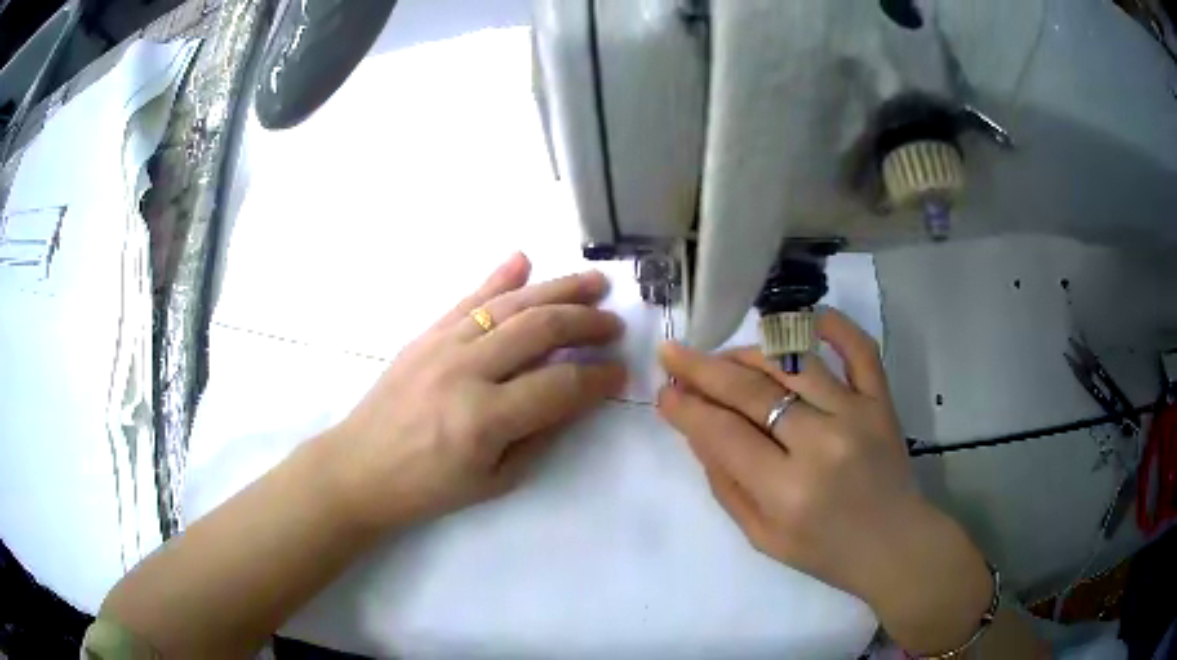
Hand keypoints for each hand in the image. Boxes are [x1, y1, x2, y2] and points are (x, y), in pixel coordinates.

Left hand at [325, 253, 626, 529]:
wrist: (359, 467)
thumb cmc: (428, 487)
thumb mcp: (495, 480)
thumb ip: (540, 435)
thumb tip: (577, 396)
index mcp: (484, 419)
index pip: (560, 385)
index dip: (598, 377)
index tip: (620, 371)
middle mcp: (465, 370)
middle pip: (540, 330)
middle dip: (586, 322)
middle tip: (614, 324)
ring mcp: (442, 344)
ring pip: (510, 304)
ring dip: (557, 289)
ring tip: (593, 282)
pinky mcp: (425, 334)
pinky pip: (468, 298)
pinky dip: (499, 277)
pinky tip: (523, 260)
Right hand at [657, 309, 992, 655]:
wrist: (893, 544)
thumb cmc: (824, 551)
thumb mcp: (762, 536)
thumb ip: (725, 484)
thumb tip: (698, 429)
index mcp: (788, 490)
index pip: (723, 434)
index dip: (687, 408)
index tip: (663, 392)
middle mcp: (822, 443)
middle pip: (751, 391)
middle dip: (702, 369)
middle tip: (673, 354)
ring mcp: (857, 414)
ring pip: (792, 362)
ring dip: (748, 353)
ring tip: (724, 357)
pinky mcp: (882, 400)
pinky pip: (859, 348)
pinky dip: (831, 325)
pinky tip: (802, 317)